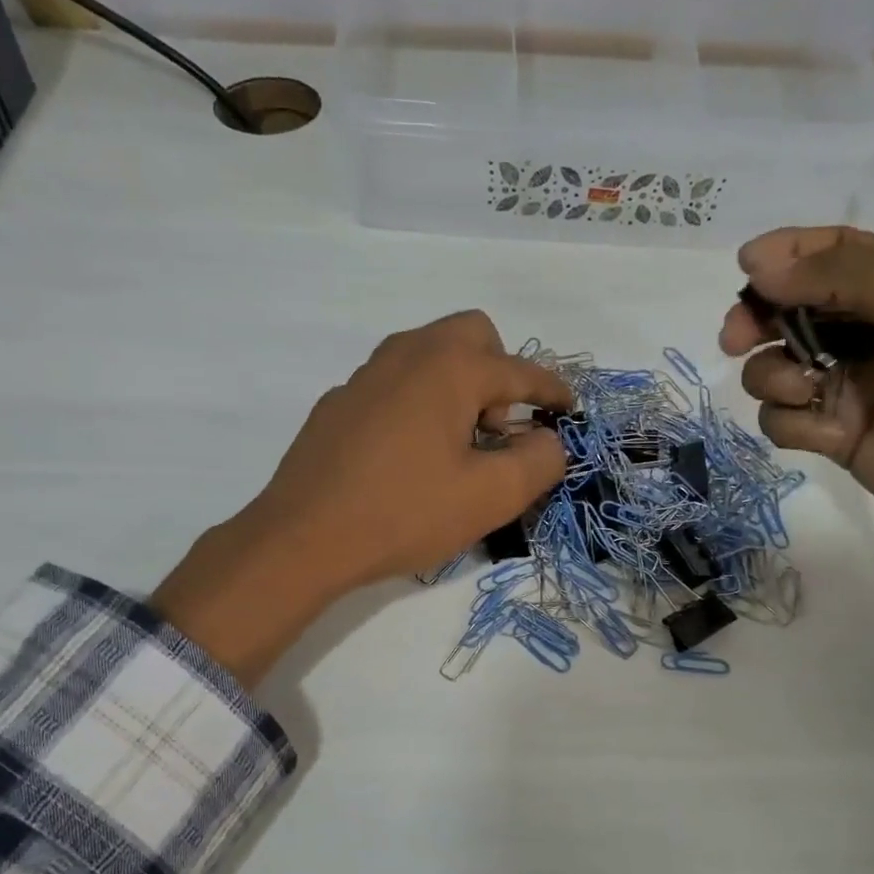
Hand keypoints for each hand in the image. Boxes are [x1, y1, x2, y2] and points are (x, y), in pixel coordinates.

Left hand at [151, 312, 571, 685]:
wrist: (304, 538)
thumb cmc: (406, 513)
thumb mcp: (490, 496)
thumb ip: (539, 461)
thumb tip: (549, 441)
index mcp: (450, 367)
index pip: (520, 369)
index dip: (553, 390)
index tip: (570, 410)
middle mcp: (407, 354)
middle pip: (472, 336)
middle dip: (500, 373)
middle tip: (499, 430)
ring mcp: (366, 375)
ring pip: (429, 356)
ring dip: (459, 386)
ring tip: (459, 447)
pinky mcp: (339, 403)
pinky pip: (396, 384)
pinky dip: (420, 403)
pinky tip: (411, 457)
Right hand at [722, 227, 873, 579]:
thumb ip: (843, 275)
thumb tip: (758, 267)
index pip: (830, 251)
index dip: (783, 254)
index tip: (744, 269)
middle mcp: (871, 327)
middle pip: (790, 307)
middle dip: (758, 318)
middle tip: (736, 340)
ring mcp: (850, 383)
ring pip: (775, 365)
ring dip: (772, 375)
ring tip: (800, 391)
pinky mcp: (835, 433)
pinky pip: (783, 418)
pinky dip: (790, 421)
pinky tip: (822, 434)